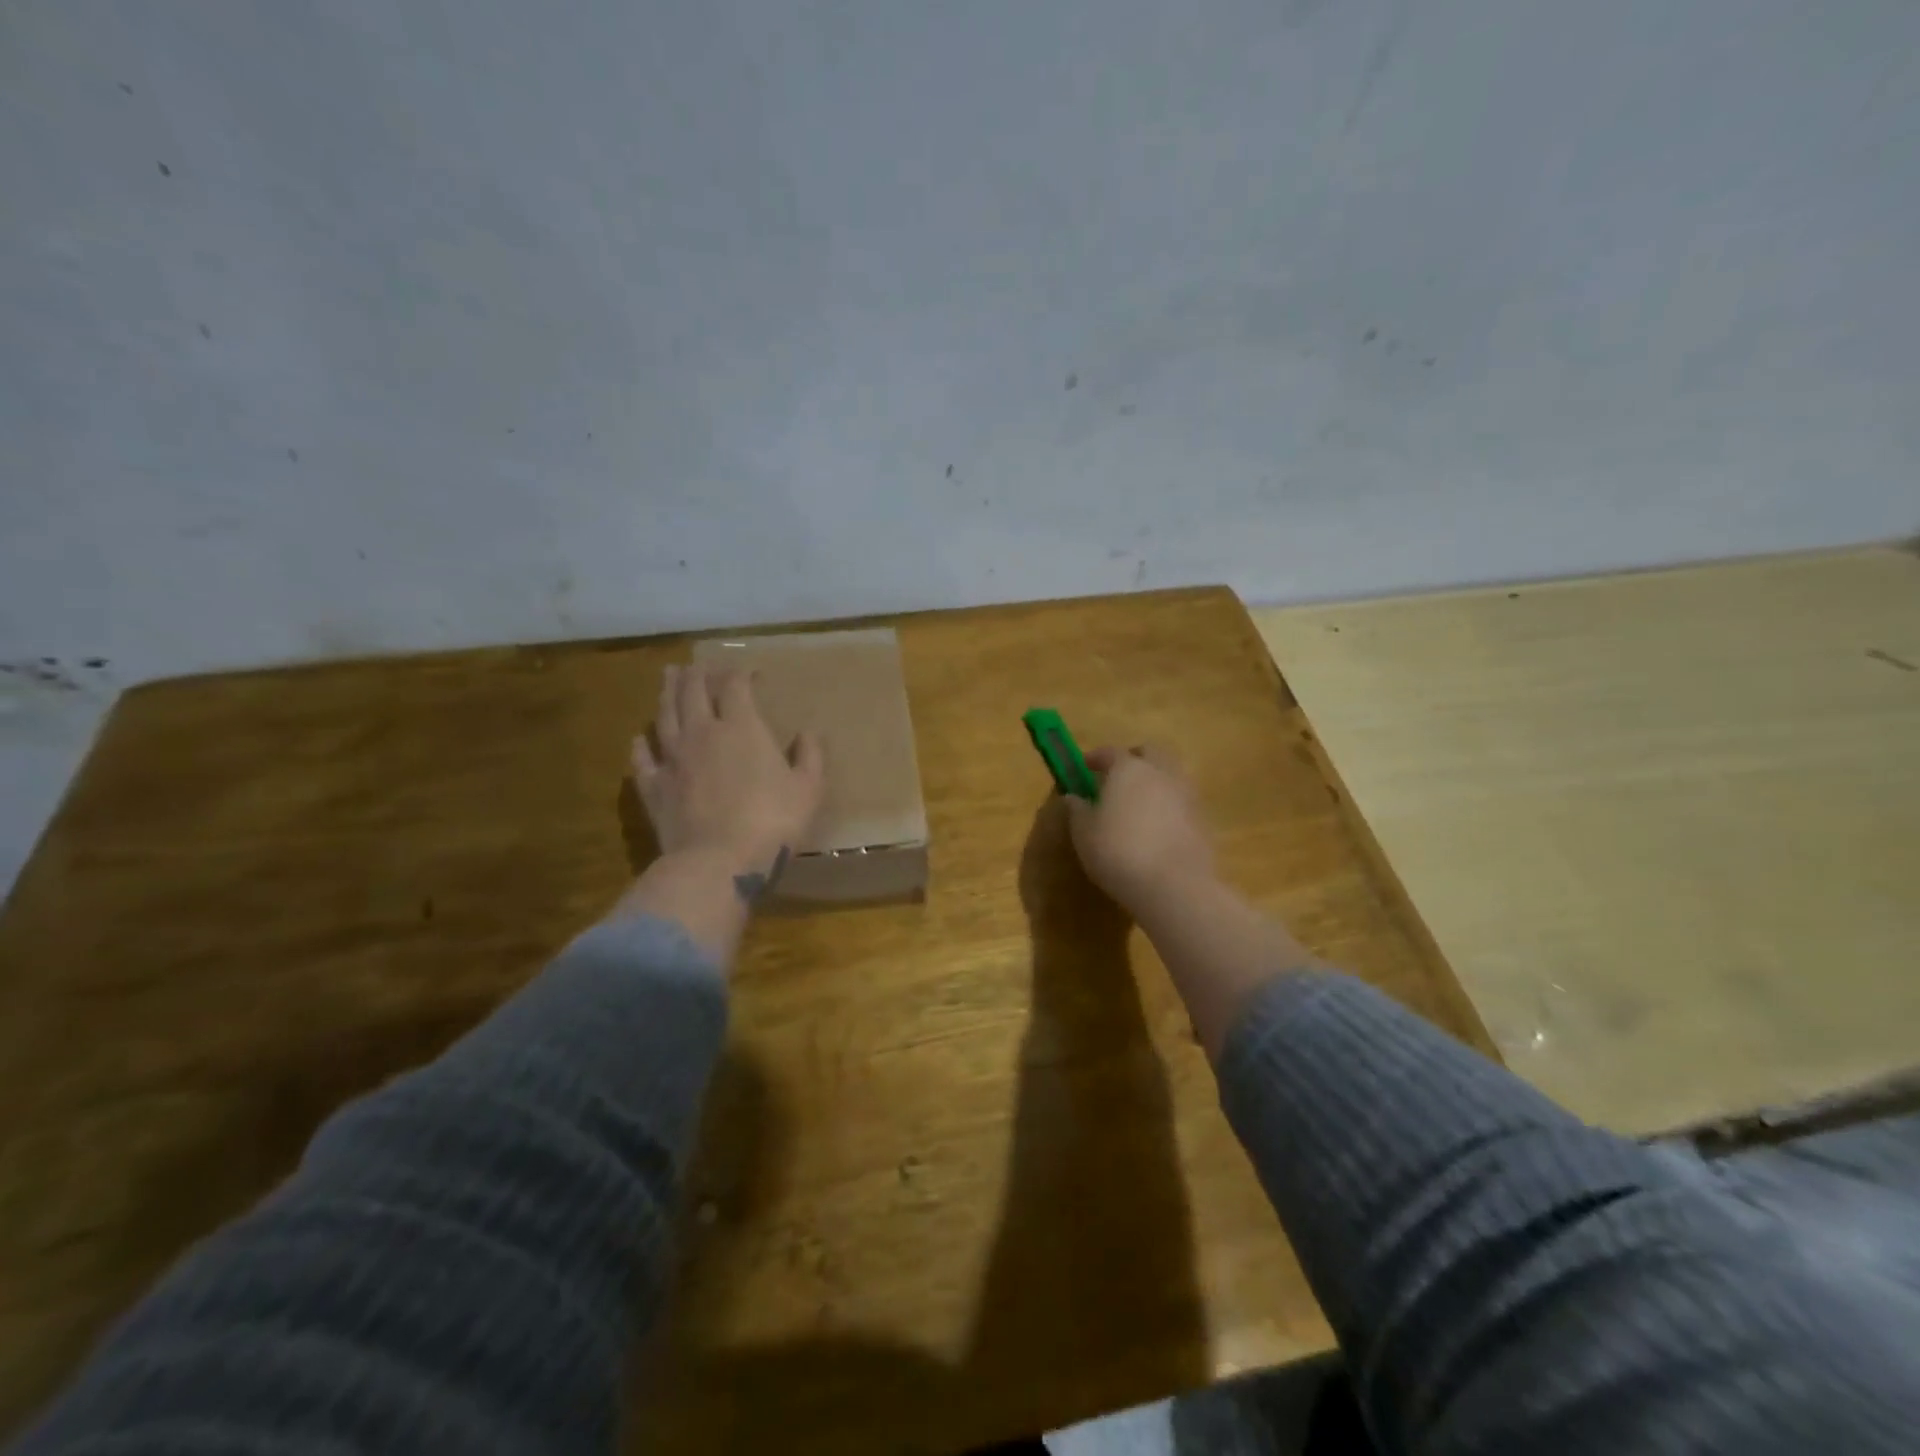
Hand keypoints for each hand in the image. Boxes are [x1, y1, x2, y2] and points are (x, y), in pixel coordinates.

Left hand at [633, 664, 825, 879]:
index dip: (741, 673)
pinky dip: (641, 745)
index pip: (736, 686)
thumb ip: (810, 756)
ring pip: (665, 716)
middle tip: (697, 664)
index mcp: (742, 728)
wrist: (718, 862)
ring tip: (668, 677)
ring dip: (667, 694)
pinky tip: (640, 738)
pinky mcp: (654, 787)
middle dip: (697, 674)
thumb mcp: (808, 789)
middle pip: (693, 692)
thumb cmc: (772, 822)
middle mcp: (702, 733)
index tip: (749, 670)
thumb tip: (809, 733)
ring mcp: (673, 759)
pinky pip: (643, 759)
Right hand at [1067, 745, 1214, 916]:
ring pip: (1171, 775)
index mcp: (1129, 769)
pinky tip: (1157, 827)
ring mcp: (1187, 795)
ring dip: (1155, 781)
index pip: (1110, 752)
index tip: (1084, 767)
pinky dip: (1169, 806)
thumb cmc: (1118, 852)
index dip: (1095, 758)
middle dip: (1134, 759)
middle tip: (1117, 777)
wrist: (1174, 886)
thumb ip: (1077, 811)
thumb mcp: (1084, 833)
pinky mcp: (1203, 820)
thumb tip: (1073, 797)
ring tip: (1138, 804)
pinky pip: (1182, 802)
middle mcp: (1161, 773)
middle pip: (1150, 753)